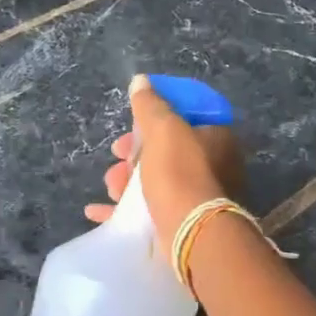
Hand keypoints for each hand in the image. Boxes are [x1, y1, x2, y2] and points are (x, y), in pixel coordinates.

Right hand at [84, 74, 244, 250]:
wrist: (191, 234)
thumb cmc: (180, 174)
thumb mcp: (163, 129)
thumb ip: (150, 105)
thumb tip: (141, 81)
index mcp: (216, 137)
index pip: (185, 116)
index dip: (155, 117)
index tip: (132, 124)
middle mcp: (214, 164)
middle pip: (166, 150)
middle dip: (134, 153)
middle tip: (117, 157)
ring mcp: (200, 196)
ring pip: (156, 180)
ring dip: (127, 181)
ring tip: (112, 187)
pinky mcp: (184, 222)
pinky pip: (149, 210)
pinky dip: (124, 209)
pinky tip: (98, 211)